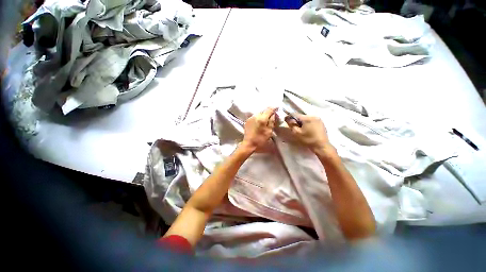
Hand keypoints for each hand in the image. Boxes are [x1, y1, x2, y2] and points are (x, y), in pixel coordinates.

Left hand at [242, 107, 276, 150]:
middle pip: (263, 110)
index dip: (274, 108)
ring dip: (263, 115)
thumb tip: (273, 114)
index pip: (269, 109)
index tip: (277, 108)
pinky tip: (259, 122)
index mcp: (262, 119)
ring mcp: (250, 118)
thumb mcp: (269, 132)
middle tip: (272, 116)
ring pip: (259, 113)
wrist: (249, 144)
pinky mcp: (247, 120)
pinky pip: (254, 116)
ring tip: (266, 119)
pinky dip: (258, 118)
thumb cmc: (260, 140)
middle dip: (268, 112)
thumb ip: (271, 121)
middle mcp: (255, 116)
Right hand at [285, 114, 331, 152]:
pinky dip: (307, 123)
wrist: (321, 146)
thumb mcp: (297, 133)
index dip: (289, 117)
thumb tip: (287, 118)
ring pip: (306, 118)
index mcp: (307, 118)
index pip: (295, 114)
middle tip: (294, 127)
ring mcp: (318, 119)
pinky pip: (311, 121)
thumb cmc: (308, 140)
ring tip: (301, 129)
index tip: (286, 121)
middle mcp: (313, 116)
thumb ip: (291, 124)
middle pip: (301, 116)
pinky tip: (307, 130)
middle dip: (296, 120)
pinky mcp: (321, 123)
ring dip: (302, 122)